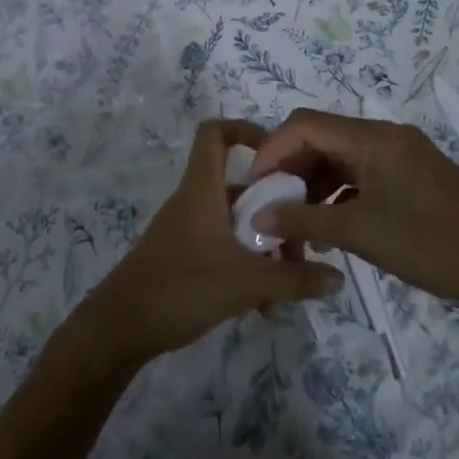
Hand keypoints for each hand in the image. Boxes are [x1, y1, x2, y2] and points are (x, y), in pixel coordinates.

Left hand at [77, 120, 343, 365]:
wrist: (119, 328)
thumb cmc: (180, 288)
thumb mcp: (246, 283)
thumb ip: (294, 279)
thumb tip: (338, 278)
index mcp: (202, 190)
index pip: (215, 133)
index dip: (245, 130)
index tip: (279, 155)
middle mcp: (193, 202)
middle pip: (240, 189)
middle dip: (274, 214)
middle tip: (300, 247)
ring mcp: (185, 231)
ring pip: (235, 226)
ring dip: (262, 251)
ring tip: (285, 290)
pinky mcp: (181, 258)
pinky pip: (222, 250)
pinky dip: (244, 268)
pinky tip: (260, 308)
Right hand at [247, 109, 458, 314]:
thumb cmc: (431, 244)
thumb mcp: (361, 233)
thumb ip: (304, 221)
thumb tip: (256, 217)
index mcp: (373, 137)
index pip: (304, 125)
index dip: (272, 150)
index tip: (253, 187)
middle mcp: (385, 136)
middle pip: (321, 138)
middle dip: (290, 170)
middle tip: (269, 206)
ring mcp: (400, 155)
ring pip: (340, 159)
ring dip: (313, 186)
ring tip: (295, 224)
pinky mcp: (411, 176)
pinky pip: (361, 175)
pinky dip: (339, 195)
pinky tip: (329, 228)